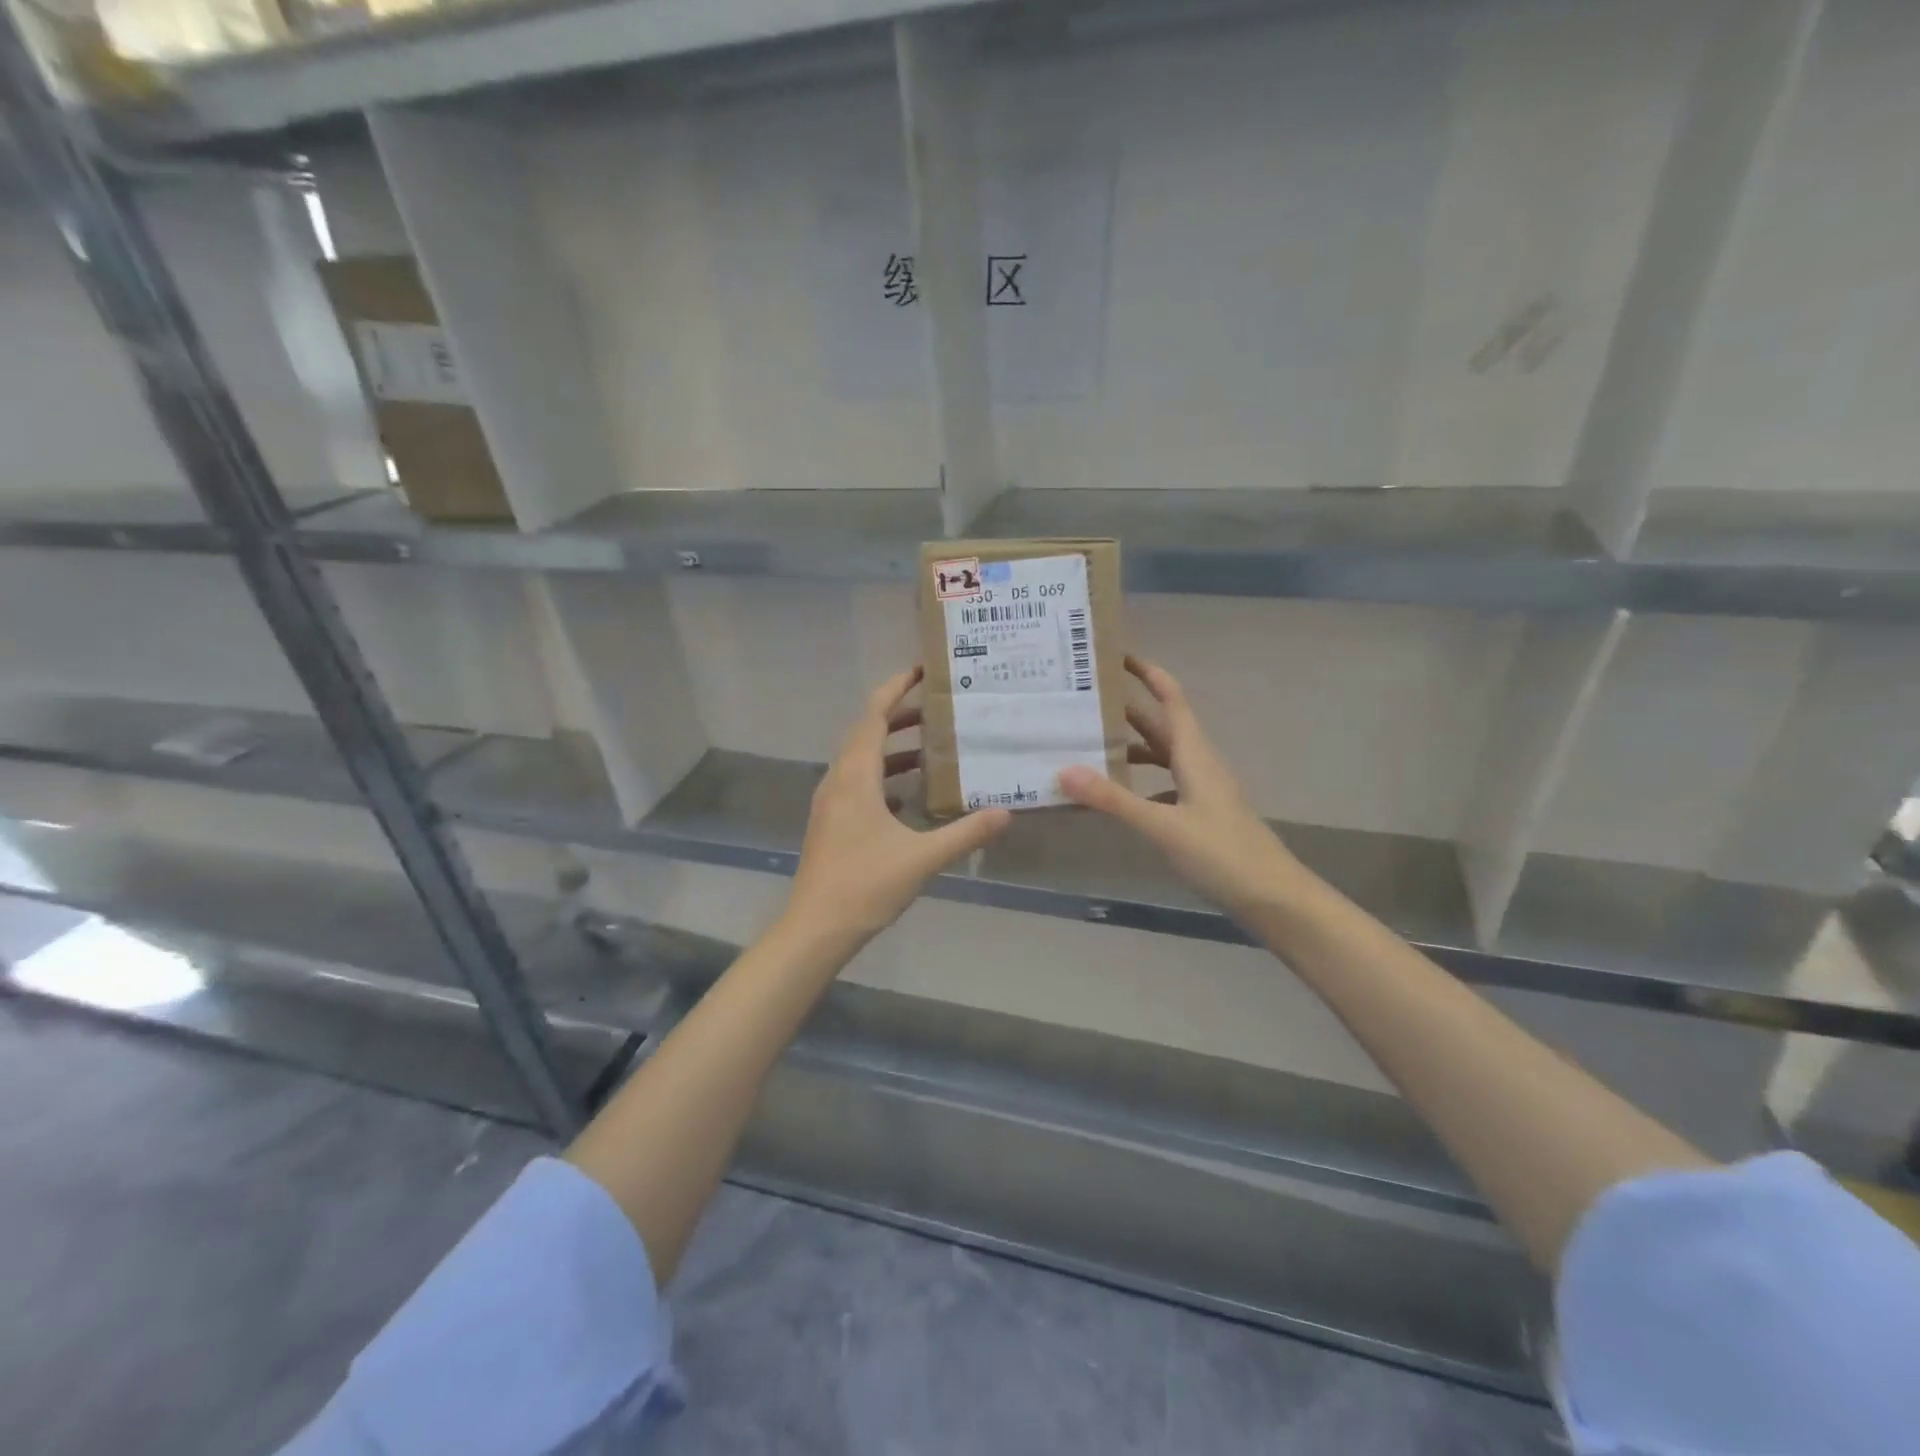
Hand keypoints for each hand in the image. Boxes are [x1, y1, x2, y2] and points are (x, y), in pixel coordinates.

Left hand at [786, 668, 1012, 944]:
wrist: (815, 928)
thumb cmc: (865, 885)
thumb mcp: (923, 858)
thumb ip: (965, 833)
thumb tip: (1006, 813)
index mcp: (855, 777)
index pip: (873, 716)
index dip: (895, 688)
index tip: (920, 670)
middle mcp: (838, 781)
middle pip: (866, 733)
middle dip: (899, 715)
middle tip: (937, 708)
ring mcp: (831, 803)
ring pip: (861, 760)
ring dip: (892, 748)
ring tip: (930, 748)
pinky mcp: (831, 823)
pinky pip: (858, 785)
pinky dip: (884, 778)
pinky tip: (910, 796)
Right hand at [1059, 657, 1300, 922]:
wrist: (1275, 899)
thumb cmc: (1223, 855)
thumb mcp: (1164, 827)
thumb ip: (1114, 800)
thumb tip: (1064, 770)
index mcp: (1194, 755)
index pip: (1171, 698)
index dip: (1147, 673)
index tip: (1116, 655)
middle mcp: (1199, 765)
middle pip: (1161, 725)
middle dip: (1127, 709)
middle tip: (1085, 700)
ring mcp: (1202, 791)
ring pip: (1162, 757)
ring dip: (1131, 748)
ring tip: (1090, 747)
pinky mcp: (1201, 815)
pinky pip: (1164, 786)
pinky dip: (1139, 784)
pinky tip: (1118, 798)